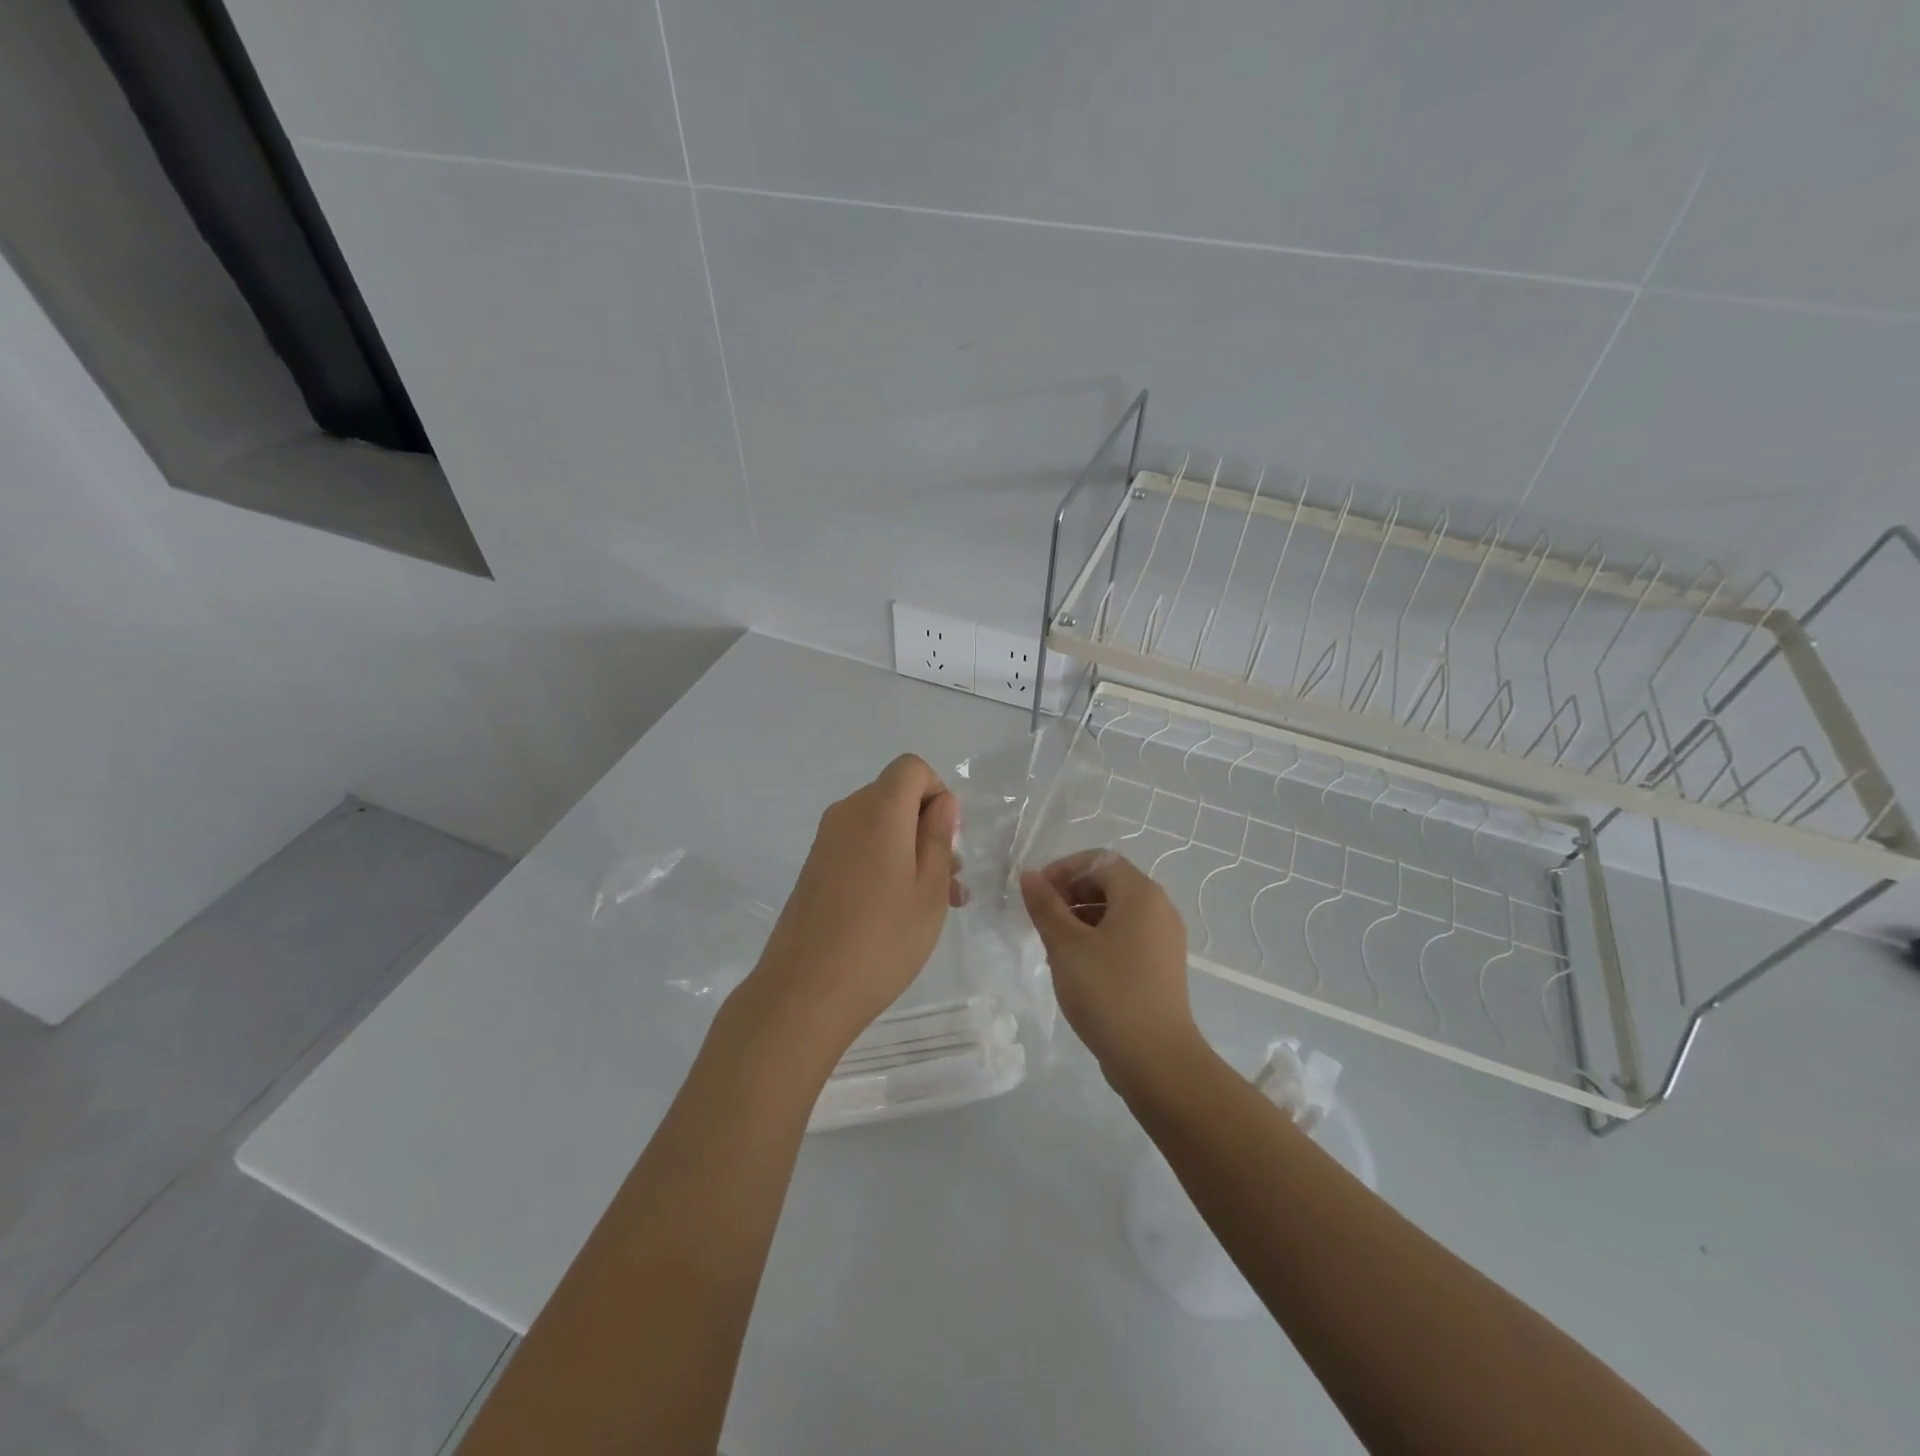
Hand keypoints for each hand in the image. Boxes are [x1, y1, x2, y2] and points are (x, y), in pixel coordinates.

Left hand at [748, 754, 962, 1051]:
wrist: (804, 992)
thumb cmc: (881, 940)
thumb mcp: (928, 891)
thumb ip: (938, 838)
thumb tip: (941, 803)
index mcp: (878, 810)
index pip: (912, 768)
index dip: (937, 792)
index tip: (948, 839)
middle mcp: (847, 814)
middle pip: (896, 797)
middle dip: (929, 829)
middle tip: (951, 882)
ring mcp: (826, 842)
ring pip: (880, 827)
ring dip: (911, 852)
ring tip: (935, 904)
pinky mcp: (815, 868)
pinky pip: (860, 848)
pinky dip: (885, 864)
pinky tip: (900, 910)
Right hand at [1020, 851, 1199, 1083]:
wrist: (1156, 1060)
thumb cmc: (1108, 992)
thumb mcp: (1066, 946)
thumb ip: (1045, 906)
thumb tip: (1029, 876)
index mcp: (1141, 894)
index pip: (1097, 860)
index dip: (1063, 870)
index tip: (1036, 895)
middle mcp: (1159, 908)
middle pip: (1109, 882)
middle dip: (1071, 894)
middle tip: (1042, 921)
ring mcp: (1164, 939)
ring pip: (1117, 911)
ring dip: (1082, 918)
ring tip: (1054, 946)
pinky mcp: (1162, 966)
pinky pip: (1127, 936)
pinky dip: (1099, 939)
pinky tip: (1078, 967)